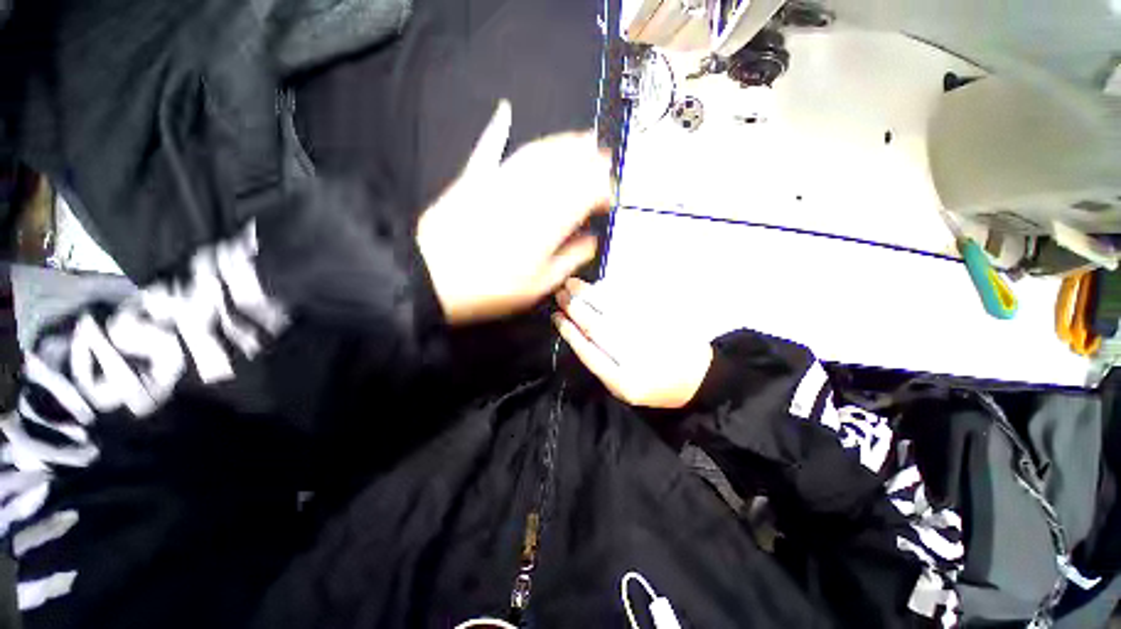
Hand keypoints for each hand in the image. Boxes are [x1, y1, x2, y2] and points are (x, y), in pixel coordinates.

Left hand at [417, 100, 611, 324]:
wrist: (433, 276)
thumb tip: (591, 240)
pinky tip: (506, 111)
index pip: (586, 194)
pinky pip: (490, 147)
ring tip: (581, 138)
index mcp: (549, 222)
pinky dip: (498, 128)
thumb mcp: (539, 285)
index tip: (611, 197)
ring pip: (538, 152)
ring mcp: (501, 180)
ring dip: (562, 142)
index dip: (603, 190)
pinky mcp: (475, 178)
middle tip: (605, 159)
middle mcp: (531, 193)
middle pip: (567, 167)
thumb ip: (569, 260)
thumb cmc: (491, 288)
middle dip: (591, 160)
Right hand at [553, 278, 712, 408]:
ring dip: (589, 296)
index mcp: (624, 382)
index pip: (589, 352)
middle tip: (560, 294)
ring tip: (573, 284)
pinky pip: (633, 304)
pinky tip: (599, 287)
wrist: (700, 379)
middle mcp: (636, 360)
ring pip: (612, 312)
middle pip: (598, 329)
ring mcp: (650, 337)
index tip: (556, 316)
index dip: (570, 332)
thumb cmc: (657, 388)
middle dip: (575, 309)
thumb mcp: (625, 389)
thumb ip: (602, 365)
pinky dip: (613, 293)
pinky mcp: (662, 321)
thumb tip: (579, 333)